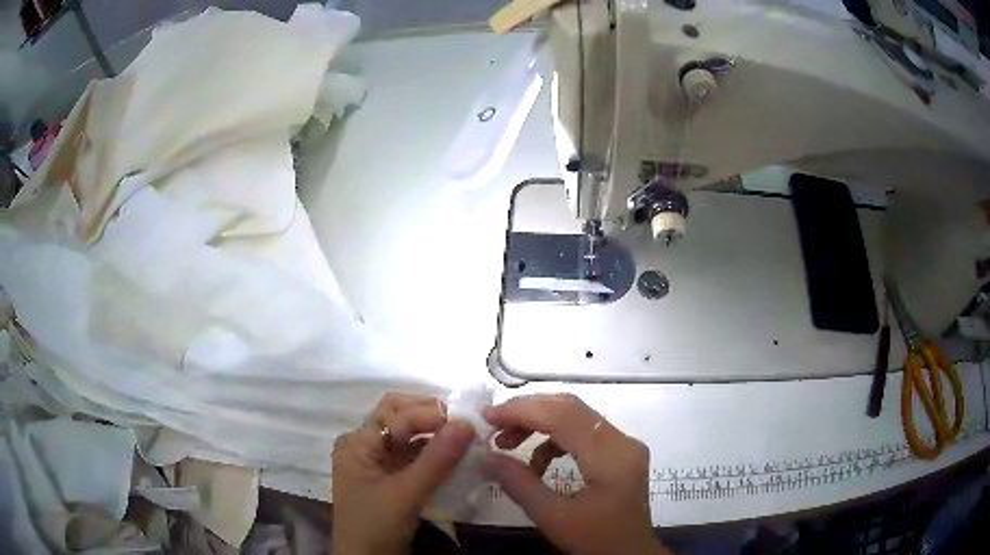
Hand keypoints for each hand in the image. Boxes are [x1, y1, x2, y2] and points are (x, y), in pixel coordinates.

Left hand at [332, 393, 475, 554]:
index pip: (396, 414)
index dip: (431, 414)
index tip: (468, 421)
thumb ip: (437, 459)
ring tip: (465, 437)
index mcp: (358, 443)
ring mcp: (375, 462)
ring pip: (406, 435)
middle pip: (398, 416)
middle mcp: (364, 445)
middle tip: (464, 423)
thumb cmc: (377, 526)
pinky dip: (432, 452)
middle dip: (430, 415)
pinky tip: (454, 456)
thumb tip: (468, 423)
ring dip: (434, 433)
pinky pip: (411, 454)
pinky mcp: (388, 477)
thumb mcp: (407, 494)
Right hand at [482, 394, 670, 554]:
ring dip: (539, 424)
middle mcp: (622, 441)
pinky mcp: (620, 453)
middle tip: (493, 426)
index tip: (487, 417)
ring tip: (507, 443)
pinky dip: (554, 439)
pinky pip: (582, 432)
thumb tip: (486, 457)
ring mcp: (624, 445)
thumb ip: (520, 485)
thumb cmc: (597, 541)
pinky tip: (536, 462)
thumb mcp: (554, 518)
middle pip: (570, 408)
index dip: (522, 411)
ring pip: (576, 416)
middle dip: (527, 412)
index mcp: (612, 456)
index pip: (563, 415)